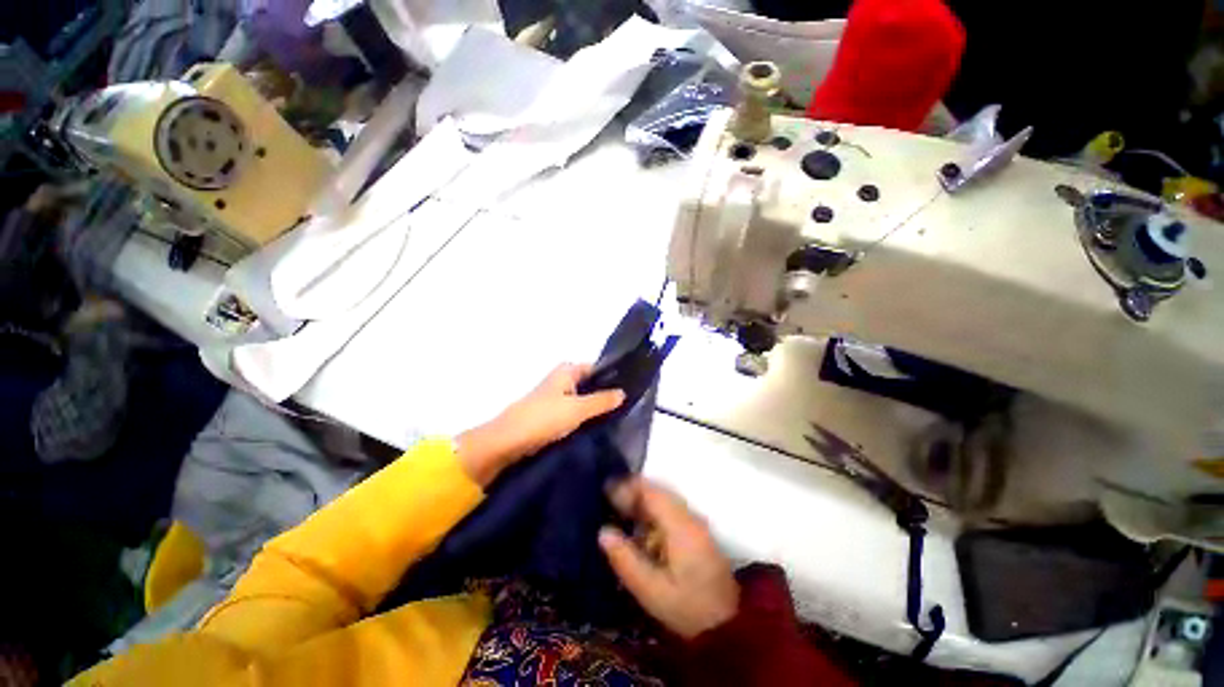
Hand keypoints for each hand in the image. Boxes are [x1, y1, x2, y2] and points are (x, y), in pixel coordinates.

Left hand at [456, 363, 624, 484]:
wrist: (508, 442)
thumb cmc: (543, 418)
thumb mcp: (577, 409)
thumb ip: (602, 401)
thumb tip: (623, 393)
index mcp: (567, 371)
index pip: (596, 368)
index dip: (612, 376)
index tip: (631, 388)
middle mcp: (561, 380)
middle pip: (590, 384)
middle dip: (606, 394)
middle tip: (628, 406)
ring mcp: (556, 398)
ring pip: (582, 399)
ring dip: (595, 408)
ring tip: (618, 418)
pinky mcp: (551, 415)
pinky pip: (574, 413)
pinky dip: (584, 418)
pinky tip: (598, 428)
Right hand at [599, 478, 739, 638]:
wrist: (728, 625)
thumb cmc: (688, 608)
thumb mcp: (651, 591)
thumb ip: (626, 560)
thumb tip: (603, 531)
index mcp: (680, 526)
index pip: (651, 492)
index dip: (627, 487)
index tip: (606, 493)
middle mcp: (690, 517)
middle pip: (658, 491)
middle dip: (633, 493)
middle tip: (609, 503)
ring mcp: (696, 524)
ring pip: (665, 500)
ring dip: (642, 502)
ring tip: (620, 513)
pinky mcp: (698, 533)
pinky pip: (671, 511)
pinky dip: (653, 513)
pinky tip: (641, 530)